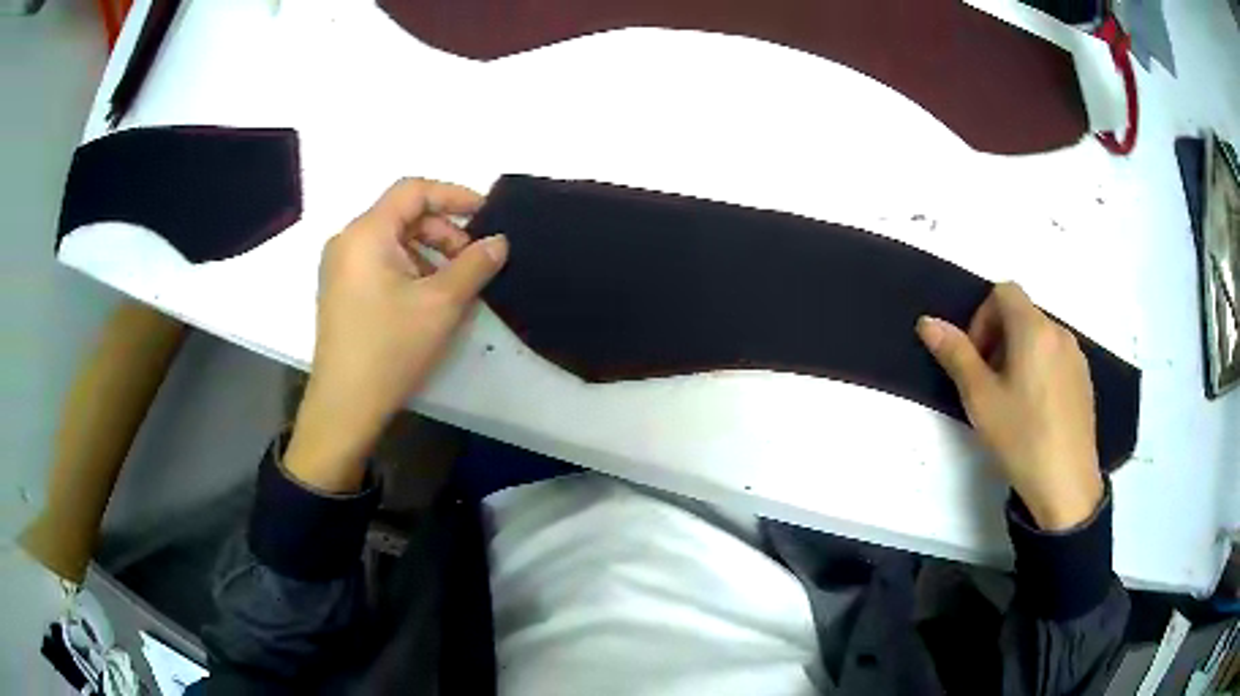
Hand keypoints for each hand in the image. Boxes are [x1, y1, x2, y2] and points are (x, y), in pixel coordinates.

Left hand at [285, 179, 507, 491]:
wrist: (344, 406)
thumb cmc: (390, 348)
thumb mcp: (441, 304)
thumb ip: (475, 264)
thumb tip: (498, 241)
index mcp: (366, 233)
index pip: (413, 190)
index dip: (454, 195)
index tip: (486, 215)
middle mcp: (348, 241)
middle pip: (403, 215)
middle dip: (443, 231)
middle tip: (473, 261)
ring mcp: (340, 267)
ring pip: (393, 241)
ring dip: (430, 253)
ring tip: (456, 284)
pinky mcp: (341, 291)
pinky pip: (381, 262)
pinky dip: (410, 269)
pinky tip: (429, 298)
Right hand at [916, 282, 1102, 530]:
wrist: (1066, 484)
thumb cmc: (1021, 438)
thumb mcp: (980, 399)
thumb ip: (955, 355)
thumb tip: (927, 321)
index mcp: (1034, 329)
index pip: (1003, 291)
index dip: (982, 316)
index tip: (976, 358)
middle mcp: (1059, 332)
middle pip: (1022, 314)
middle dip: (998, 338)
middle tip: (987, 384)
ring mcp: (1076, 356)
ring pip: (1040, 337)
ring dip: (1019, 353)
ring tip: (1011, 400)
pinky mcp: (1085, 380)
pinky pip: (1056, 357)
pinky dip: (1040, 369)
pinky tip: (1036, 411)